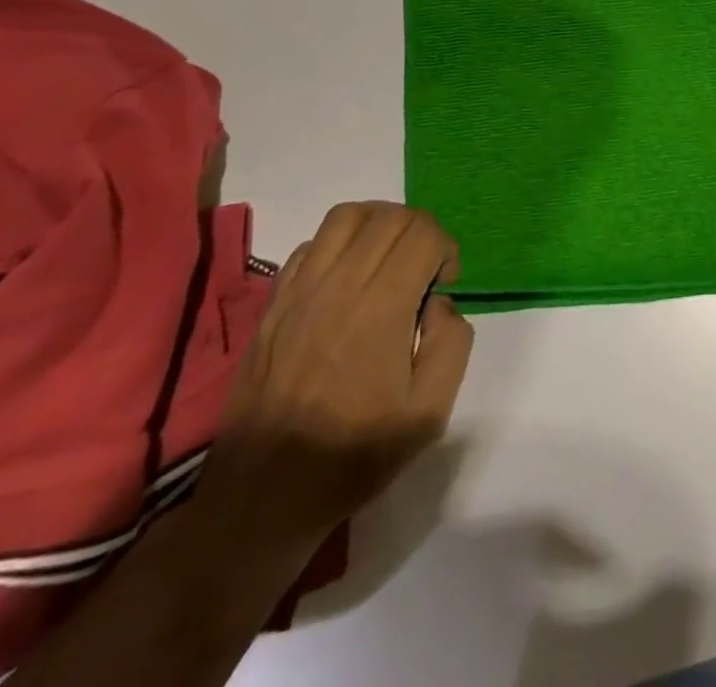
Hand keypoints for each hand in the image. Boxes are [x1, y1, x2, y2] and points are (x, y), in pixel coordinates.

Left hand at [197, 202, 473, 547]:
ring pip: (347, 216)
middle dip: (421, 231)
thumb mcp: (429, 413)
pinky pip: (310, 244)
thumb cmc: (354, 455)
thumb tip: (438, 304)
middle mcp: (338, 286)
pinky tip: (347, 280)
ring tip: (389, 261)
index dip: (446, 249)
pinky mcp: (273, 304)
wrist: (262, 498)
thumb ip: (452, 343)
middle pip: (390, 216)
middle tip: (425, 272)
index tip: (444, 286)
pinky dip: (339, 244)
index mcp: (380, 309)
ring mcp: (299, 291)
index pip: (422, 233)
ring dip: (380, 224)